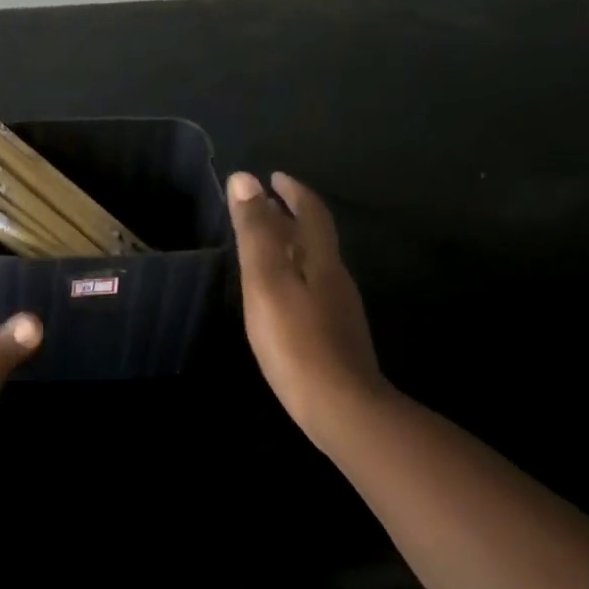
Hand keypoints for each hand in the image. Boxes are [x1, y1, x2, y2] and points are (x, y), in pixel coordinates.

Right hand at [227, 172, 387, 446]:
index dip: (293, 191)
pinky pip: (312, 289)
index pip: (311, 212)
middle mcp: (335, 278)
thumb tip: (245, 178)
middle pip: (315, 237)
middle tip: (263, 205)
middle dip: (290, 215)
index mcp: (321, 259)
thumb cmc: (296, 340)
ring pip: (314, 264)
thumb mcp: (266, 280)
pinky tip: (279, 294)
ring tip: (264, 244)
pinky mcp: (336, 336)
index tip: (274, 176)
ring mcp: (339, 310)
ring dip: (291, 245)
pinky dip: (293, 274)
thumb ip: (255, 231)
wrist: (343, 411)